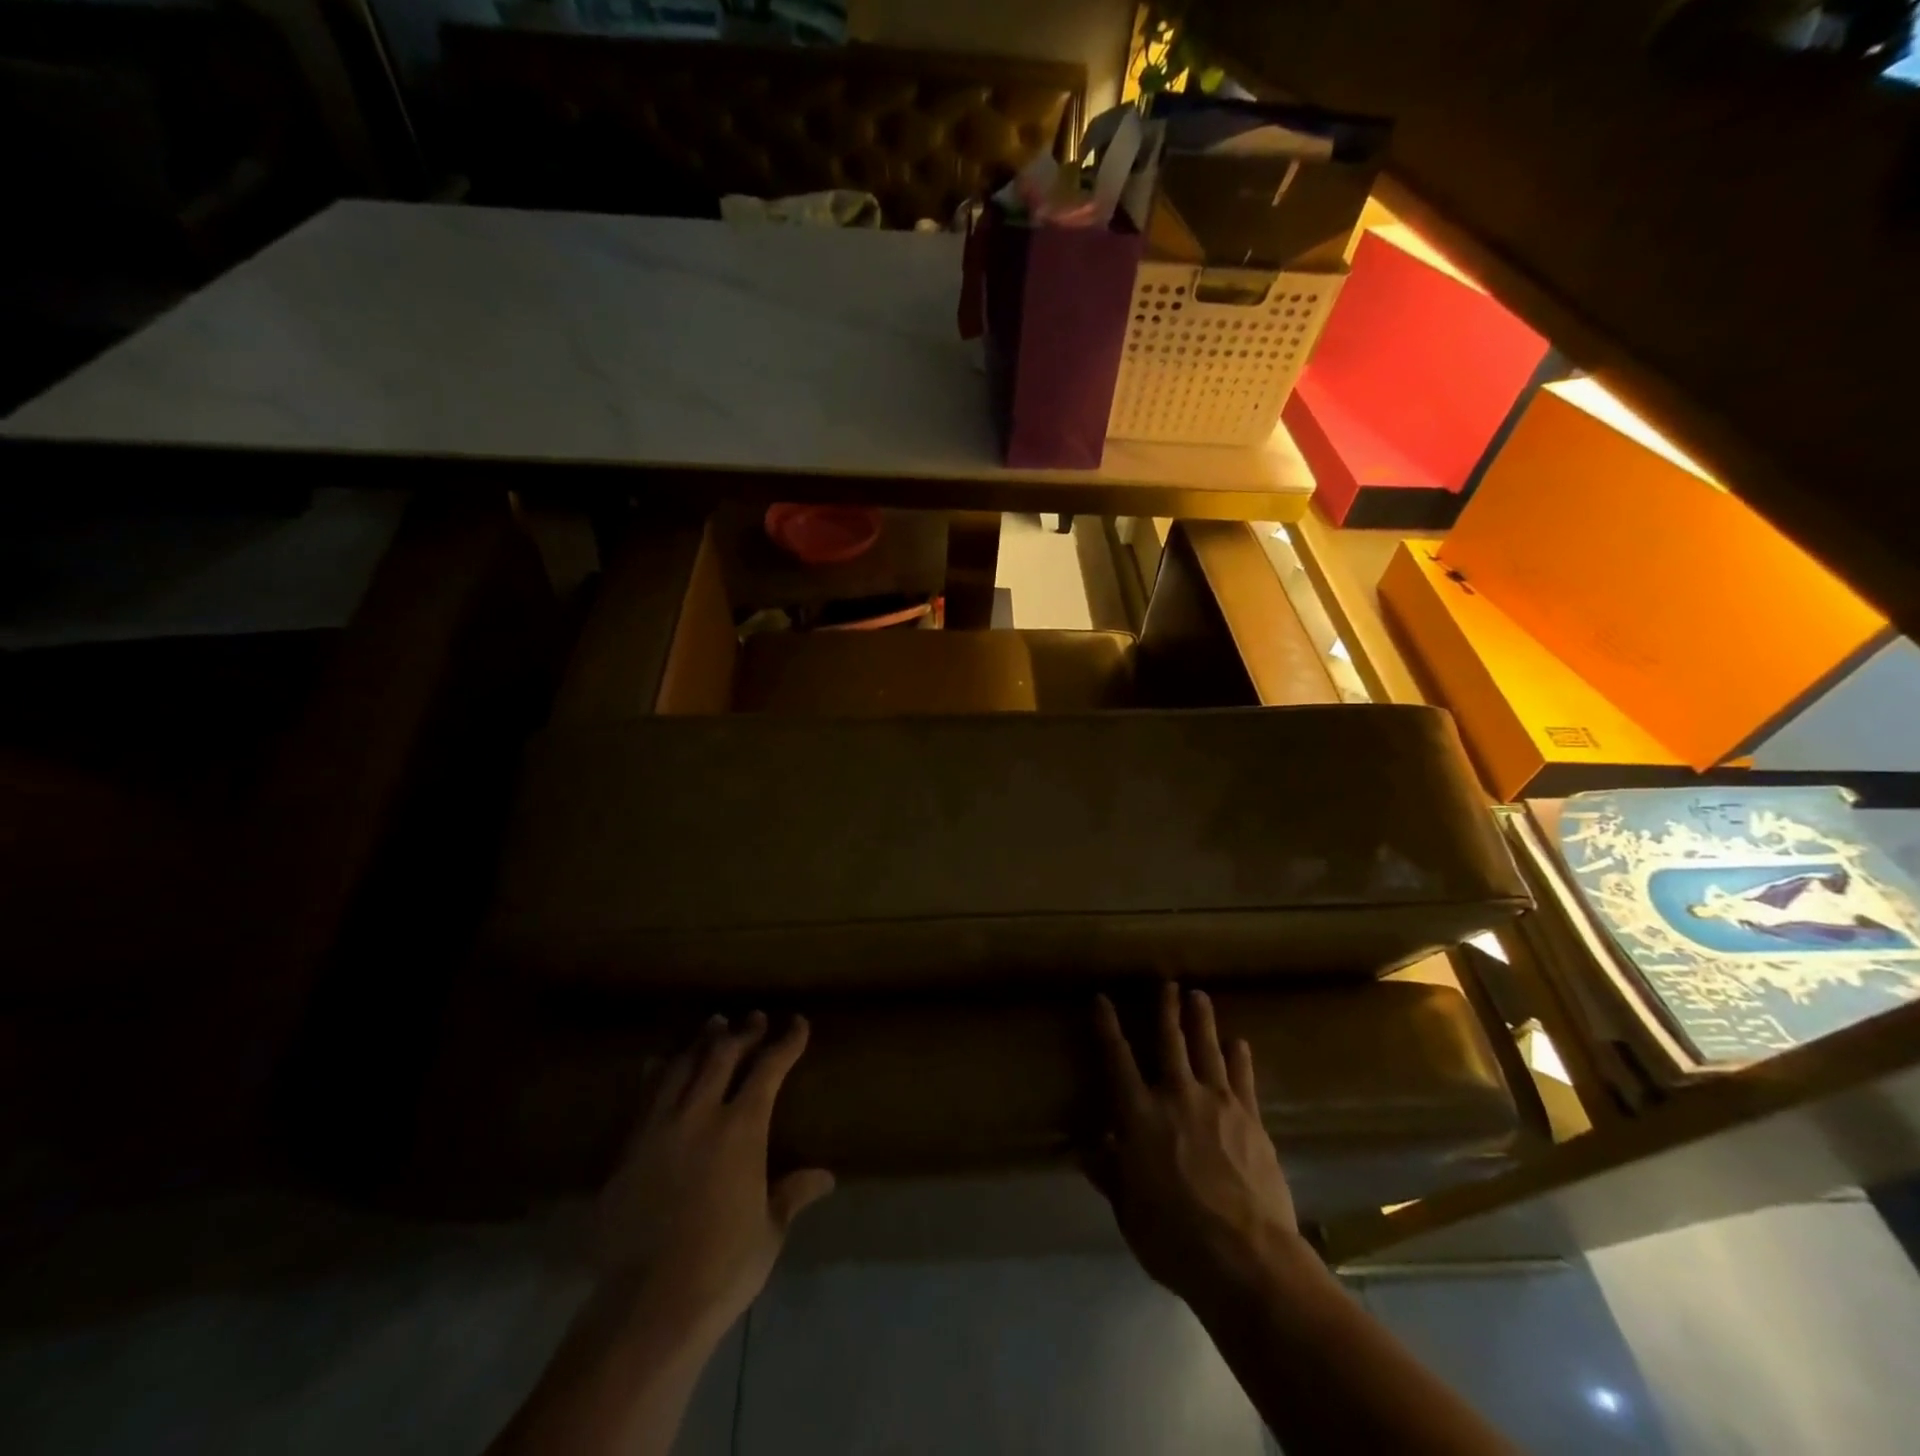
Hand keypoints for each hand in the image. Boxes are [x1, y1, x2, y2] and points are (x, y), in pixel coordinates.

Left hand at [593, 1011, 833, 1340]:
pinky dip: (658, 1073)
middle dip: (742, 1032)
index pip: (769, 1068)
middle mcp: (700, 1115)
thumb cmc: (722, 1268)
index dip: (786, 1042)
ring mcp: (658, 1129)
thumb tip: (825, 1177)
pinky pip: (645, 1096)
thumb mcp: (769, 1230)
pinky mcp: (627, 1151)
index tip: (797, 1023)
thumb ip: (792, 1193)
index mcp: (741, 1128)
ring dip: (701, 1043)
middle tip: (754, 1018)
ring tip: (713, 1027)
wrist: (646, 1307)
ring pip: (681, 1067)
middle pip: (722, 1055)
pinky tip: (658, 1065)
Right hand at [1087, 984, 1305, 1308]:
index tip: (1102, 999)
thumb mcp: (1129, 1212)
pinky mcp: (1251, 1119)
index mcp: (1139, 1116)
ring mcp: (1218, 1103)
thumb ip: (1110, 1174)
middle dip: (1165, 1009)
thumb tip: (1087, 1149)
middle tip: (1167, 982)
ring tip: (1199, 995)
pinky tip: (1240, 1042)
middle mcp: (1176, 1096)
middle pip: (1169, 1041)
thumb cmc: (1175, 1238)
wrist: (1247, 1257)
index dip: (1107, 1027)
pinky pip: (1243, 1079)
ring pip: (1207, 1049)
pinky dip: (1240, 1058)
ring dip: (1202, 1020)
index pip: (1117, 1060)